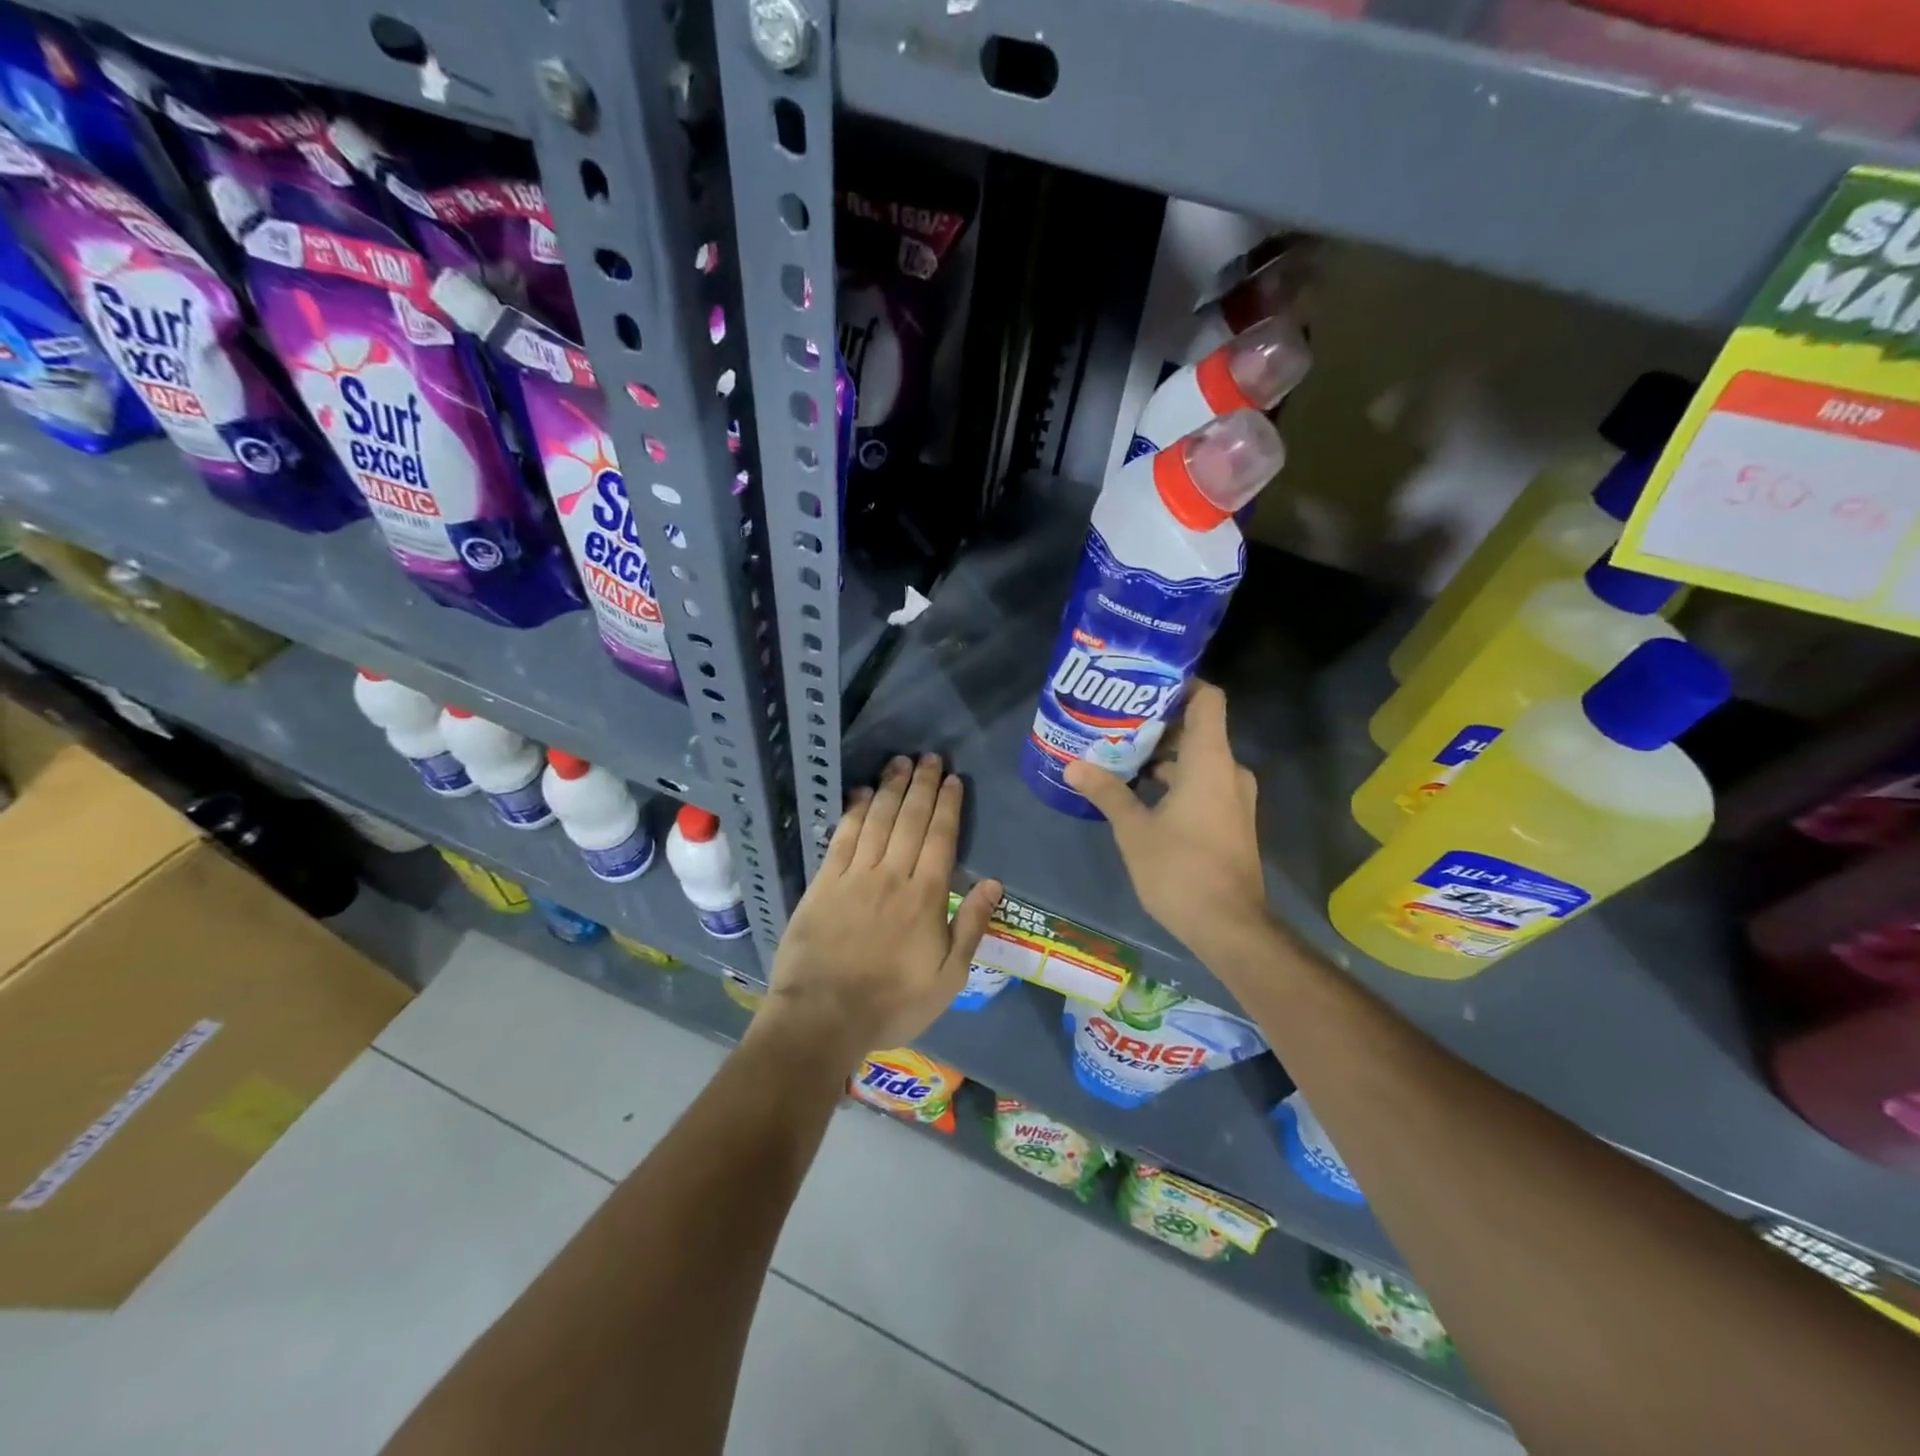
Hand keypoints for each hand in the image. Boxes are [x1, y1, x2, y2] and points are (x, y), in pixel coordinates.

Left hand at [756, 754, 1000, 1068]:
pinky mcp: (824, 883)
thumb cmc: (892, 1003)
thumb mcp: (948, 977)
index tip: (953, 779)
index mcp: (926, 896)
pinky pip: (843, 837)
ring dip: (891, 788)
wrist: (823, 1017)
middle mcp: (892, 875)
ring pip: (878, 820)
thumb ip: (971, 926)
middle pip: (911, 820)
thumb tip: (993, 883)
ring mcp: (855, 876)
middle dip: (922, 785)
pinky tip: (863, 793)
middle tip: (930, 757)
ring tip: (900, 762)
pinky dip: (855, 812)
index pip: (941, 837)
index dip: (948, 805)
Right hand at [1065, 682, 1270, 959]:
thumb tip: (1073, 765)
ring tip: (1119, 755)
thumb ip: (1107, 792)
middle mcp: (1228, 770)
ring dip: (1162, 756)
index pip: (1207, 699)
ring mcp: (1233, 797)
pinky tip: (1139, 792)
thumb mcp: (1134, 830)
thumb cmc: (1180, 869)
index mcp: (1210, 760)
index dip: (1179, 684)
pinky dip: (1175, 780)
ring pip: (1198, 759)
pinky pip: (1203, 783)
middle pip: (1197, 728)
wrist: (1229, 926)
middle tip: (1115, 722)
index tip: (1143, 683)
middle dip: (1156, 723)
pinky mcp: (1230, 820)